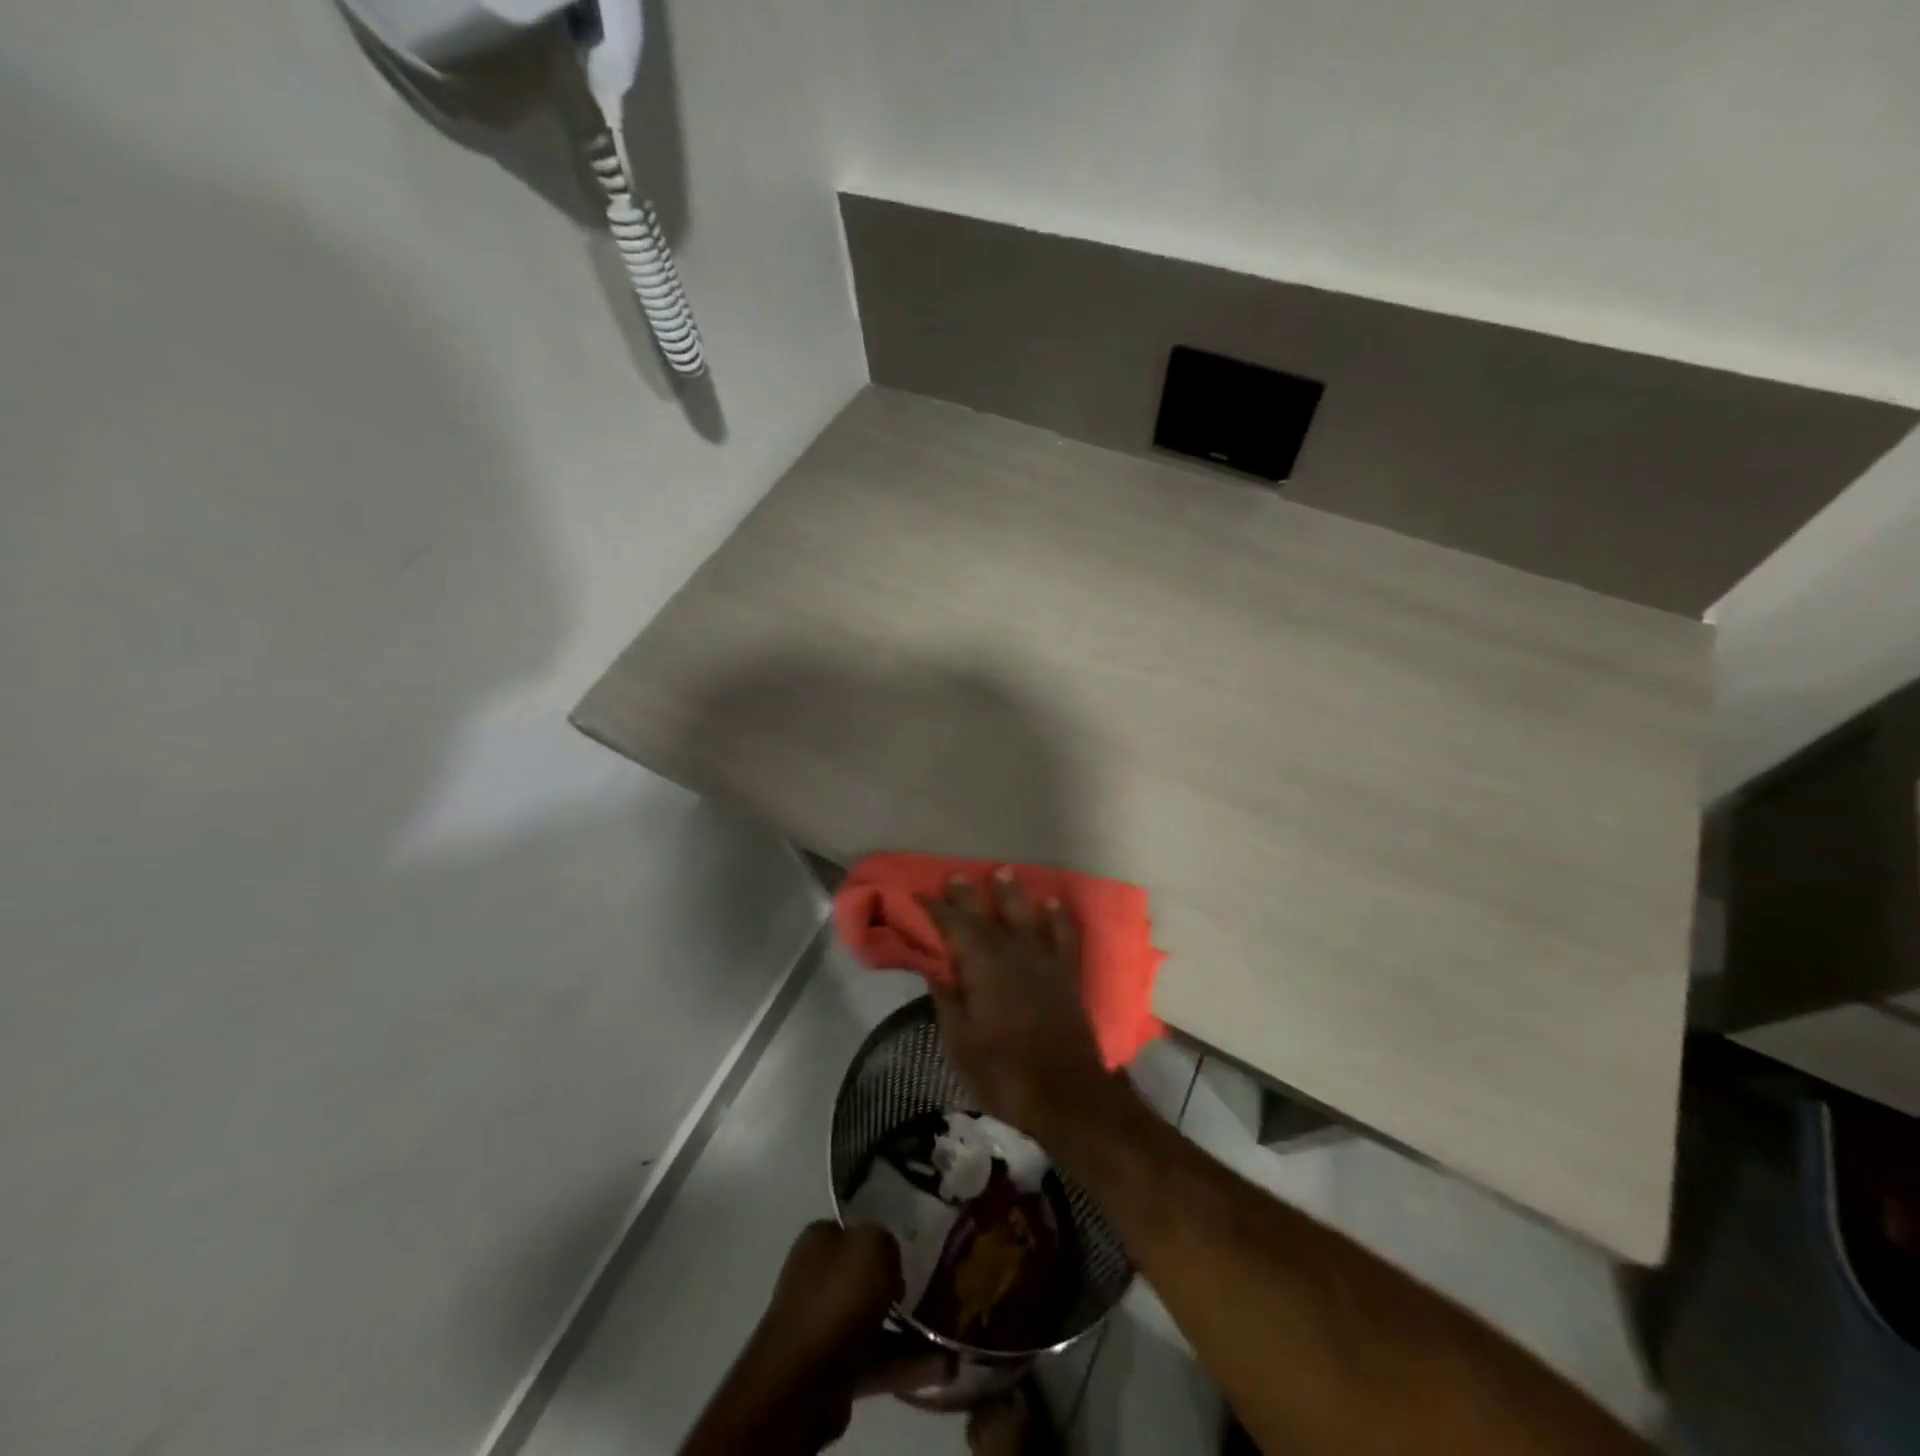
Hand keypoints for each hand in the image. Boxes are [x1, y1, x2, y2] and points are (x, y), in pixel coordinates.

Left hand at [682, 1222, 946, 1455]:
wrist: (802, 1379)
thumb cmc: (837, 1296)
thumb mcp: (871, 1244)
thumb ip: (885, 1240)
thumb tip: (889, 1260)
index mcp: (819, 1241)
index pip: (854, 1229)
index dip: (883, 1237)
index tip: (913, 1248)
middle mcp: (817, 1278)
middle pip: (865, 1275)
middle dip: (898, 1284)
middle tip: (935, 1288)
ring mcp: (824, 1325)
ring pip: (875, 1319)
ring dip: (910, 1329)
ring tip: (948, 1335)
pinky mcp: (834, 1368)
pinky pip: (878, 1358)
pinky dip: (908, 1364)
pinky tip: (944, 1367)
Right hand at [920, 869, 1116, 1141]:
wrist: (1067, 1094)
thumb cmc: (1004, 1072)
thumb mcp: (960, 1043)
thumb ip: (948, 1000)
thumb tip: (935, 969)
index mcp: (983, 966)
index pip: (954, 926)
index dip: (936, 909)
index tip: (921, 894)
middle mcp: (1013, 952)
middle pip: (987, 915)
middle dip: (968, 895)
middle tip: (955, 876)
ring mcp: (1044, 961)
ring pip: (1026, 915)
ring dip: (1012, 894)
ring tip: (1003, 872)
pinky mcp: (1067, 974)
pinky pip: (1064, 935)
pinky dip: (1058, 917)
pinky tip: (1053, 902)